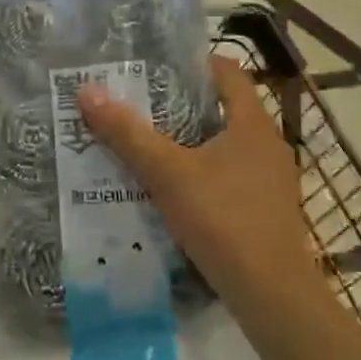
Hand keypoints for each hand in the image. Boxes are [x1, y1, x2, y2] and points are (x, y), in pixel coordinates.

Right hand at [78, 56, 320, 304]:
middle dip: (179, 105)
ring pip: (223, 146)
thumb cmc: (224, 220)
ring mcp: (270, 180)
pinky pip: (228, 176)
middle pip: (222, 108)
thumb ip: (128, 134)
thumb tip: (87, 92)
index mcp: (252, 124)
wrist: (273, 296)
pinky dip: (200, 173)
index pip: (227, 72)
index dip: (192, 63)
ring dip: (188, 142)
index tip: (154, 66)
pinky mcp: (265, 210)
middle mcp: (267, 144)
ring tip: (145, 144)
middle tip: (137, 104)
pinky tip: (170, 190)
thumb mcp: (168, 174)